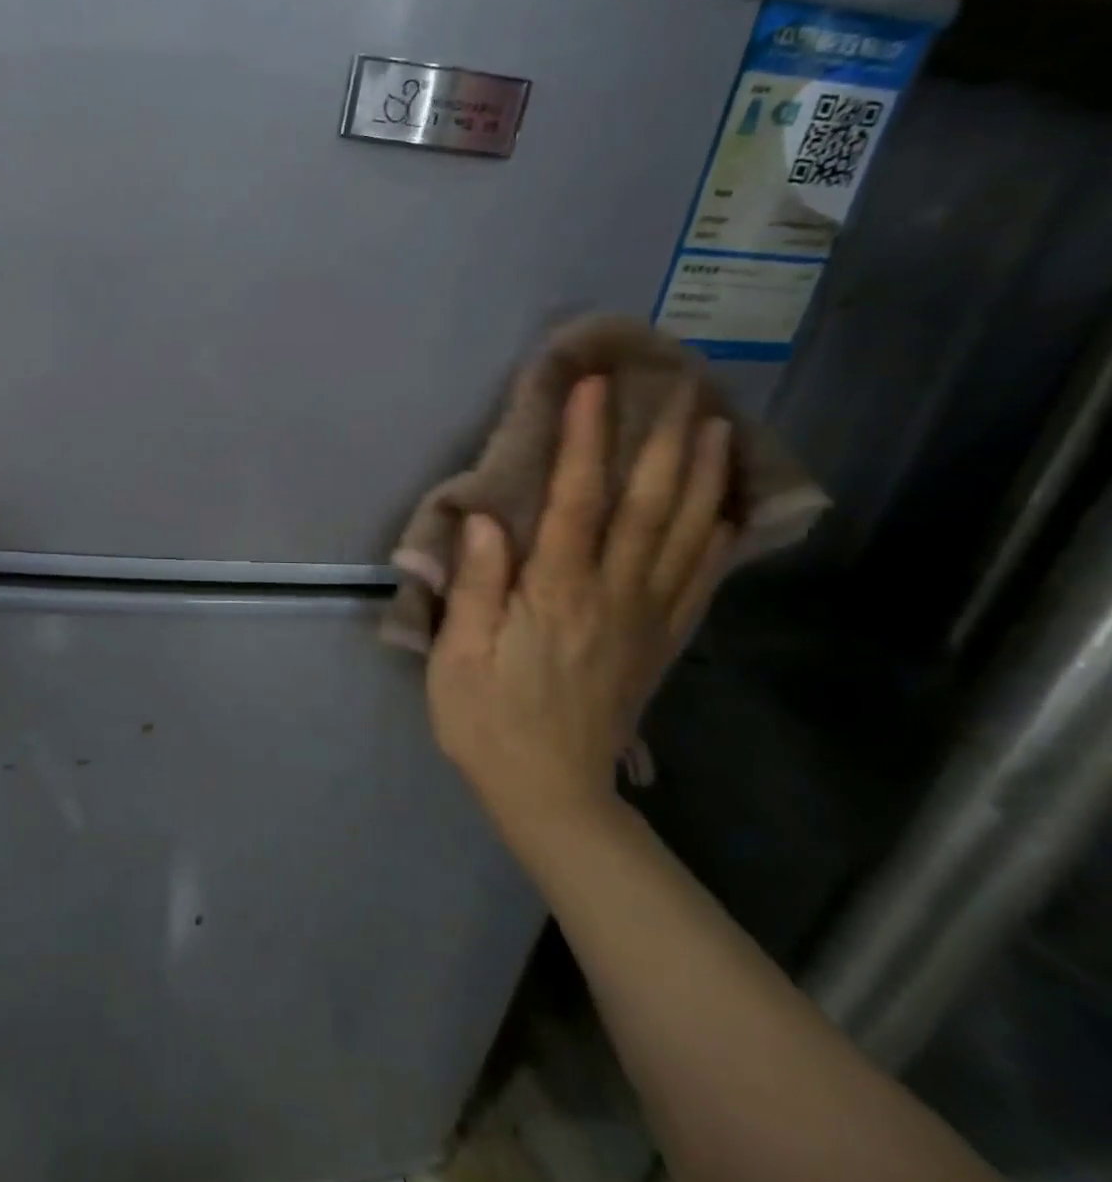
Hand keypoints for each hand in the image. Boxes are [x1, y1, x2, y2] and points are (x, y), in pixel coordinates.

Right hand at [426, 376, 732, 843]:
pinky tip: (724, 511)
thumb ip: (477, 586)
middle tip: (677, 387)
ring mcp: (645, 619)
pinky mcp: (660, 643)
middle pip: (646, 507)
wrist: (551, 793)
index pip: (575, 501)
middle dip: (661, 443)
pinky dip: (716, 540)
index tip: (594, 388)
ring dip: (701, 477)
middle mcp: (611, 595)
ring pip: (683, 536)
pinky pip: (697, 582)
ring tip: (714, 427)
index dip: (585, 441)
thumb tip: (485, 519)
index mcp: (555, 595)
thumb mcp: (458, 656)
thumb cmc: (486, 721)